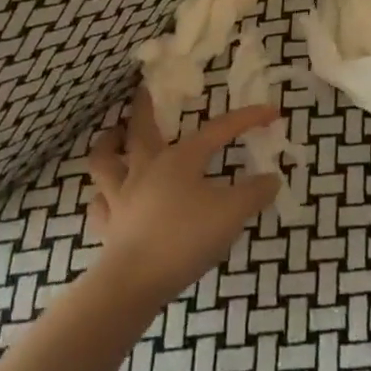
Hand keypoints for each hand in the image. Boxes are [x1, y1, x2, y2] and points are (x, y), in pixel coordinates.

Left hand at [85, 89, 280, 305]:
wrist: (134, 282)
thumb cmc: (184, 239)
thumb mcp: (232, 214)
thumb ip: (254, 194)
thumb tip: (272, 179)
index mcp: (180, 158)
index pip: (219, 129)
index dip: (247, 118)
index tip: (272, 111)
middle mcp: (146, 168)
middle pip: (141, 128)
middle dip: (144, 105)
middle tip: (144, 88)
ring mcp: (121, 196)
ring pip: (105, 160)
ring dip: (108, 144)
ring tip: (114, 136)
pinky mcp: (107, 226)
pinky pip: (98, 204)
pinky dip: (102, 196)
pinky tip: (107, 197)